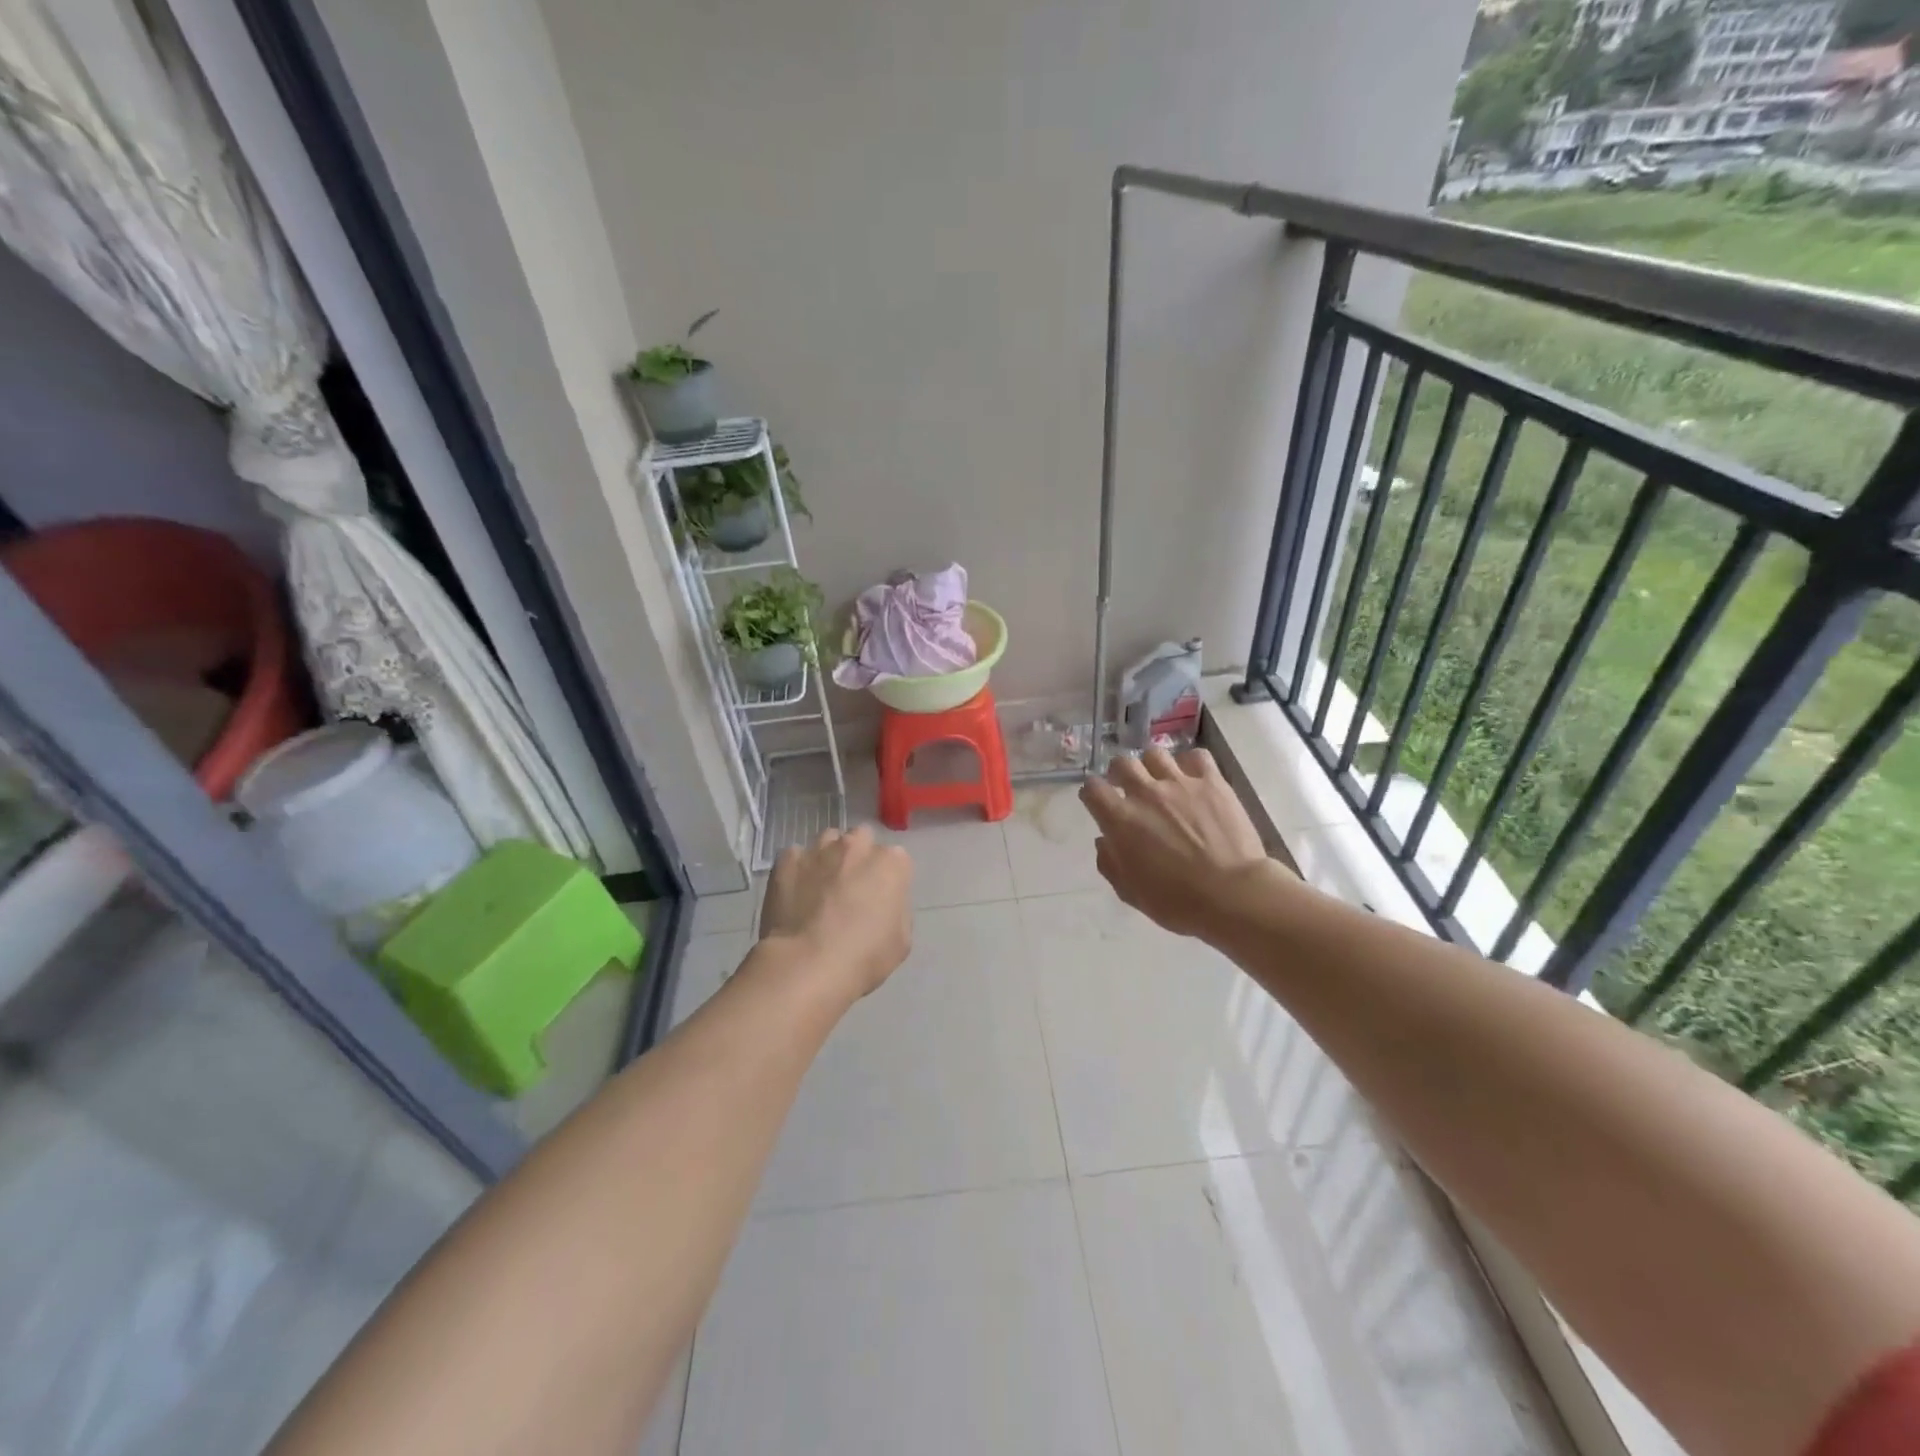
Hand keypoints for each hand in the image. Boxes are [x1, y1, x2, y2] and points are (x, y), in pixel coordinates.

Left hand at [759, 826, 913, 998]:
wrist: (807, 965)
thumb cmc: (864, 957)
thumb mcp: (901, 940)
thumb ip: (896, 909)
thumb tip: (882, 903)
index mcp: (891, 863)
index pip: (895, 860)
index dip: (887, 880)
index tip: (879, 900)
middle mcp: (857, 845)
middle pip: (862, 840)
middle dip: (858, 858)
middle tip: (851, 889)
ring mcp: (819, 849)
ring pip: (828, 841)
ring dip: (829, 858)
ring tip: (820, 888)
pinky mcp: (787, 860)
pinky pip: (795, 856)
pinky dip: (797, 870)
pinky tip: (794, 894)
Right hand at [1080, 748, 1284, 940]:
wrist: (1232, 894)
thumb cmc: (1177, 901)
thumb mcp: (1130, 892)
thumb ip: (1110, 863)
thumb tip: (1105, 841)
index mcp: (1121, 819)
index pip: (1092, 788)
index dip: (1092, 793)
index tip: (1098, 803)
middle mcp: (1146, 793)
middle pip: (1122, 763)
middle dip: (1119, 773)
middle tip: (1127, 788)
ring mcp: (1180, 783)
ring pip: (1155, 754)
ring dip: (1152, 766)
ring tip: (1160, 780)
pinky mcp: (1212, 782)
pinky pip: (1196, 756)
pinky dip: (1190, 764)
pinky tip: (1193, 778)